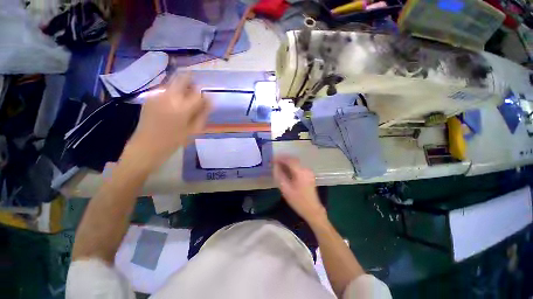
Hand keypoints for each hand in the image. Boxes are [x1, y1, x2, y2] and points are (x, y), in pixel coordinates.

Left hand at [124, 75, 210, 169]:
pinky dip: (172, 92)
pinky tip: (172, 103)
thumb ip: (203, 113)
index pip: (198, 92)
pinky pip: (164, 89)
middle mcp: (170, 96)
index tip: (205, 99)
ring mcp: (157, 95)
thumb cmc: (174, 141)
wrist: (146, 146)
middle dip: (191, 80)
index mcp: (183, 107)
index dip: (204, 94)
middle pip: (182, 78)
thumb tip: (210, 101)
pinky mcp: (149, 97)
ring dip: (181, 86)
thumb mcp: (194, 130)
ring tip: (184, 98)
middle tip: (195, 89)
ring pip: (172, 81)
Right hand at [273, 155, 326, 223]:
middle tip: (274, 161)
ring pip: (296, 162)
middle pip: (293, 159)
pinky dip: (291, 165)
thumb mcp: (285, 189)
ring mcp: (309, 171)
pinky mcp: (309, 174)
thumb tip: (275, 166)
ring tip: (278, 164)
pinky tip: (286, 169)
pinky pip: (298, 166)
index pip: (289, 160)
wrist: (312, 210)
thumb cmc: (298, 201)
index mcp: (301, 172)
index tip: (272, 159)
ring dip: (287, 161)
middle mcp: (306, 169)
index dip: (280, 158)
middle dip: (283, 158)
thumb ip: (279, 175)